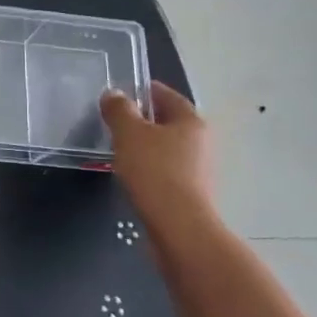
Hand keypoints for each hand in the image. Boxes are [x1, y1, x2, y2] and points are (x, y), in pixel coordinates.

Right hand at [101, 81, 221, 245]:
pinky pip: (167, 170)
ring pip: (168, 148)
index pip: (167, 95)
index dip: (144, 90)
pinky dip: (151, 168)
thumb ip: (119, 110)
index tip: (122, 93)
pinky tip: (132, 175)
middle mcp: (201, 142)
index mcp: (190, 121)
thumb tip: (114, 94)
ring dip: (147, 146)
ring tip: (119, 149)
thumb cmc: (154, 171)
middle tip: (115, 121)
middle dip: (144, 120)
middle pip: (169, 122)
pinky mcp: (192, 193)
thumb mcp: (128, 133)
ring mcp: (200, 169)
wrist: (178, 227)